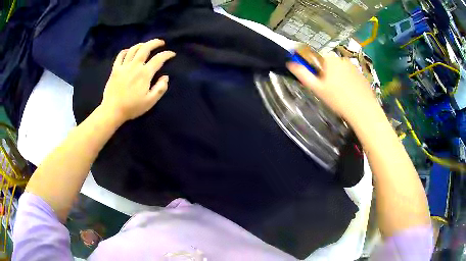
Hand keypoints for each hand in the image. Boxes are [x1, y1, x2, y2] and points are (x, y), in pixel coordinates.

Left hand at [100, 39, 175, 122]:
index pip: (159, 59)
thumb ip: (160, 88)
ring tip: (146, 45)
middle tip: (161, 42)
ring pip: (133, 49)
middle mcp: (135, 66)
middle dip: (155, 42)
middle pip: (146, 48)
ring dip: (142, 44)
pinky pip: (120, 55)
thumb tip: (165, 77)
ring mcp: (124, 66)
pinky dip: (126, 51)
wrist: (112, 111)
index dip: (167, 54)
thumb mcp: (150, 102)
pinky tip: (129, 51)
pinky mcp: (115, 69)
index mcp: (145, 74)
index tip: (172, 54)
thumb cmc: (132, 107)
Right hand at [287, 55, 377, 125]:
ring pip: (341, 70)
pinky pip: (351, 75)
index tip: (318, 83)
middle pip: (329, 64)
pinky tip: (350, 94)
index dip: (315, 70)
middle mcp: (342, 59)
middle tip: (329, 91)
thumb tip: (290, 64)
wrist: (363, 110)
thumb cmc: (338, 99)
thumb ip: (303, 74)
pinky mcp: (362, 74)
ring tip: (341, 94)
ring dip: (338, 78)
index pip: (317, 59)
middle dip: (327, 74)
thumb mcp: (317, 88)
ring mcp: (354, 66)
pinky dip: (349, 82)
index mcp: (330, 59)